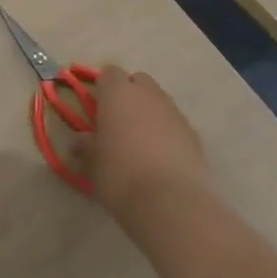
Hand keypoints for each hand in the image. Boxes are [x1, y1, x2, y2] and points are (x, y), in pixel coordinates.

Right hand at [86, 67, 208, 210]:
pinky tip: (163, 158)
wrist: (172, 203)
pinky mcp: (195, 136)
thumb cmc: (120, 175)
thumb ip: (87, 146)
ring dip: (150, 113)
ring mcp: (175, 113)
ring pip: (160, 101)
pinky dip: (169, 133)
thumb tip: (81, 141)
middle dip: (130, 94)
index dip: (104, 88)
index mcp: (117, 93)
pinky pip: (176, 124)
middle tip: (120, 122)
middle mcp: (147, 95)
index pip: (109, 73)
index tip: (98, 108)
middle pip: (139, 81)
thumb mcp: (93, 163)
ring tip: (142, 143)